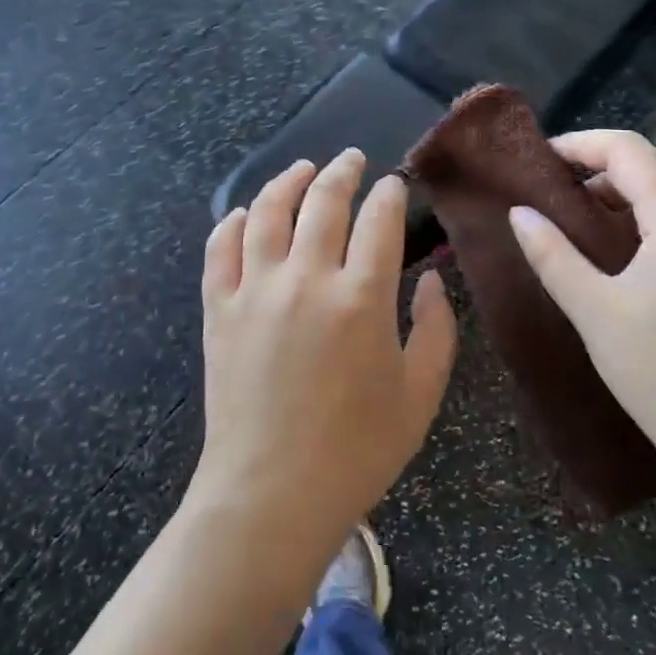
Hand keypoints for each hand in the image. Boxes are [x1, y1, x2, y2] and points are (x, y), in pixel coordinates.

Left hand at [196, 150, 457, 558]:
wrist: (270, 495)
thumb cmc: (357, 451)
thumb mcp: (420, 396)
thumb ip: (436, 330)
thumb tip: (433, 279)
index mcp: (361, 298)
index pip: (379, 220)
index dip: (389, 194)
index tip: (394, 184)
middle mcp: (306, 279)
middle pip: (323, 201)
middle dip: (341, 171)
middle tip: (351, 159)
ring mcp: (255, 290)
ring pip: (267, 212)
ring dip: (286, 181)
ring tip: (301, 169)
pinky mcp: (219, 309)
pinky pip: (220, 248)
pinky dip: (232, 222)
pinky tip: (244, 213)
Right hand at [508, 130, 655, 507]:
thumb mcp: (594, 311)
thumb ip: (552, 254)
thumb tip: (519, 212)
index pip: (630, 151)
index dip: (581, 145)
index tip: (539, 159)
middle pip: (653, 169)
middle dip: (598, 171)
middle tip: (549, 193)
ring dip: (622, 197)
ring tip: (575, 222)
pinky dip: (647, 222)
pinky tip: (618, 253)